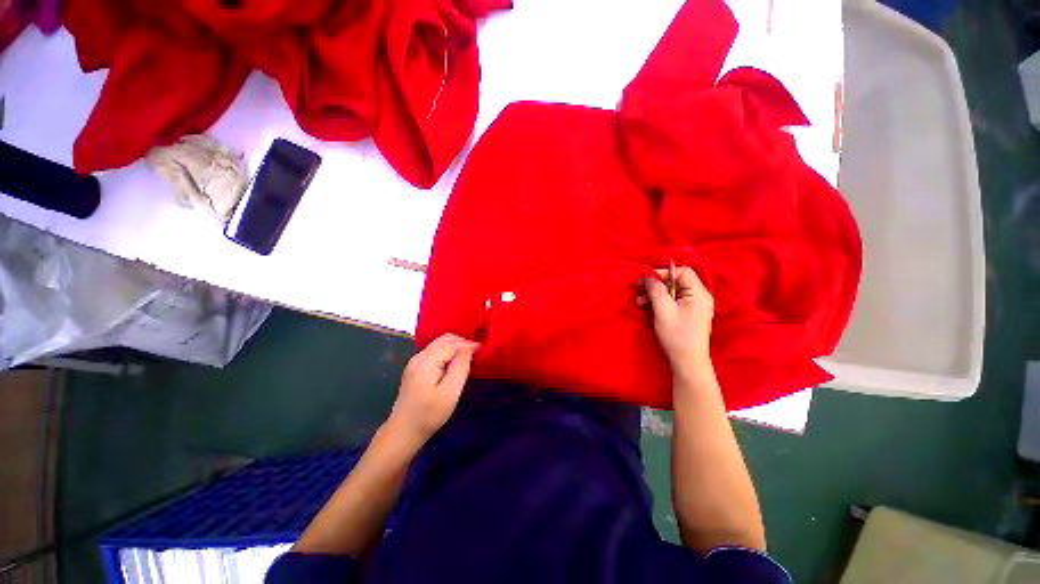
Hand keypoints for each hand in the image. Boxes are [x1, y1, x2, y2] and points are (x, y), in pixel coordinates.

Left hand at [387, 333, 478, 446]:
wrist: (402, 433)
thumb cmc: (428, 415)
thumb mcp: (450, 393)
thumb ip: (460, 367)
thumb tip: (469, 349)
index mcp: (426, 360)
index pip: (451, 344)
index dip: (468, 344)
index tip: (483, 349)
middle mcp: (419, 356)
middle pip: (444, 340)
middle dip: (463, 342)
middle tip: (478, 353)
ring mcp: (416, 362)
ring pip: (440, 345)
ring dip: (456, 347)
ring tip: (470, 357)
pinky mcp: (416, 369)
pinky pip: (436, 352)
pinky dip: (449, 353)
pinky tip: (456, 363)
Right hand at [641, 265, 714, 379]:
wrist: (688, 362)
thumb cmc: (677, 335)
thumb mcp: (663, 310)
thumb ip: (656, 290)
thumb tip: (647, 276)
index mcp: (699, 293)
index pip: (682, 272)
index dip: (663, 273)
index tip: (646, 280)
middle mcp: (700, 297)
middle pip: (677, 281)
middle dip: (656, 285)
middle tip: (639, 291)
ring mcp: (695, 306)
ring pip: (673, 292)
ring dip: (655, 294)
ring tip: (640, 302)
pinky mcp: (688, 314)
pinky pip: (673, 301)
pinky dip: (660, 302)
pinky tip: (648, 308)